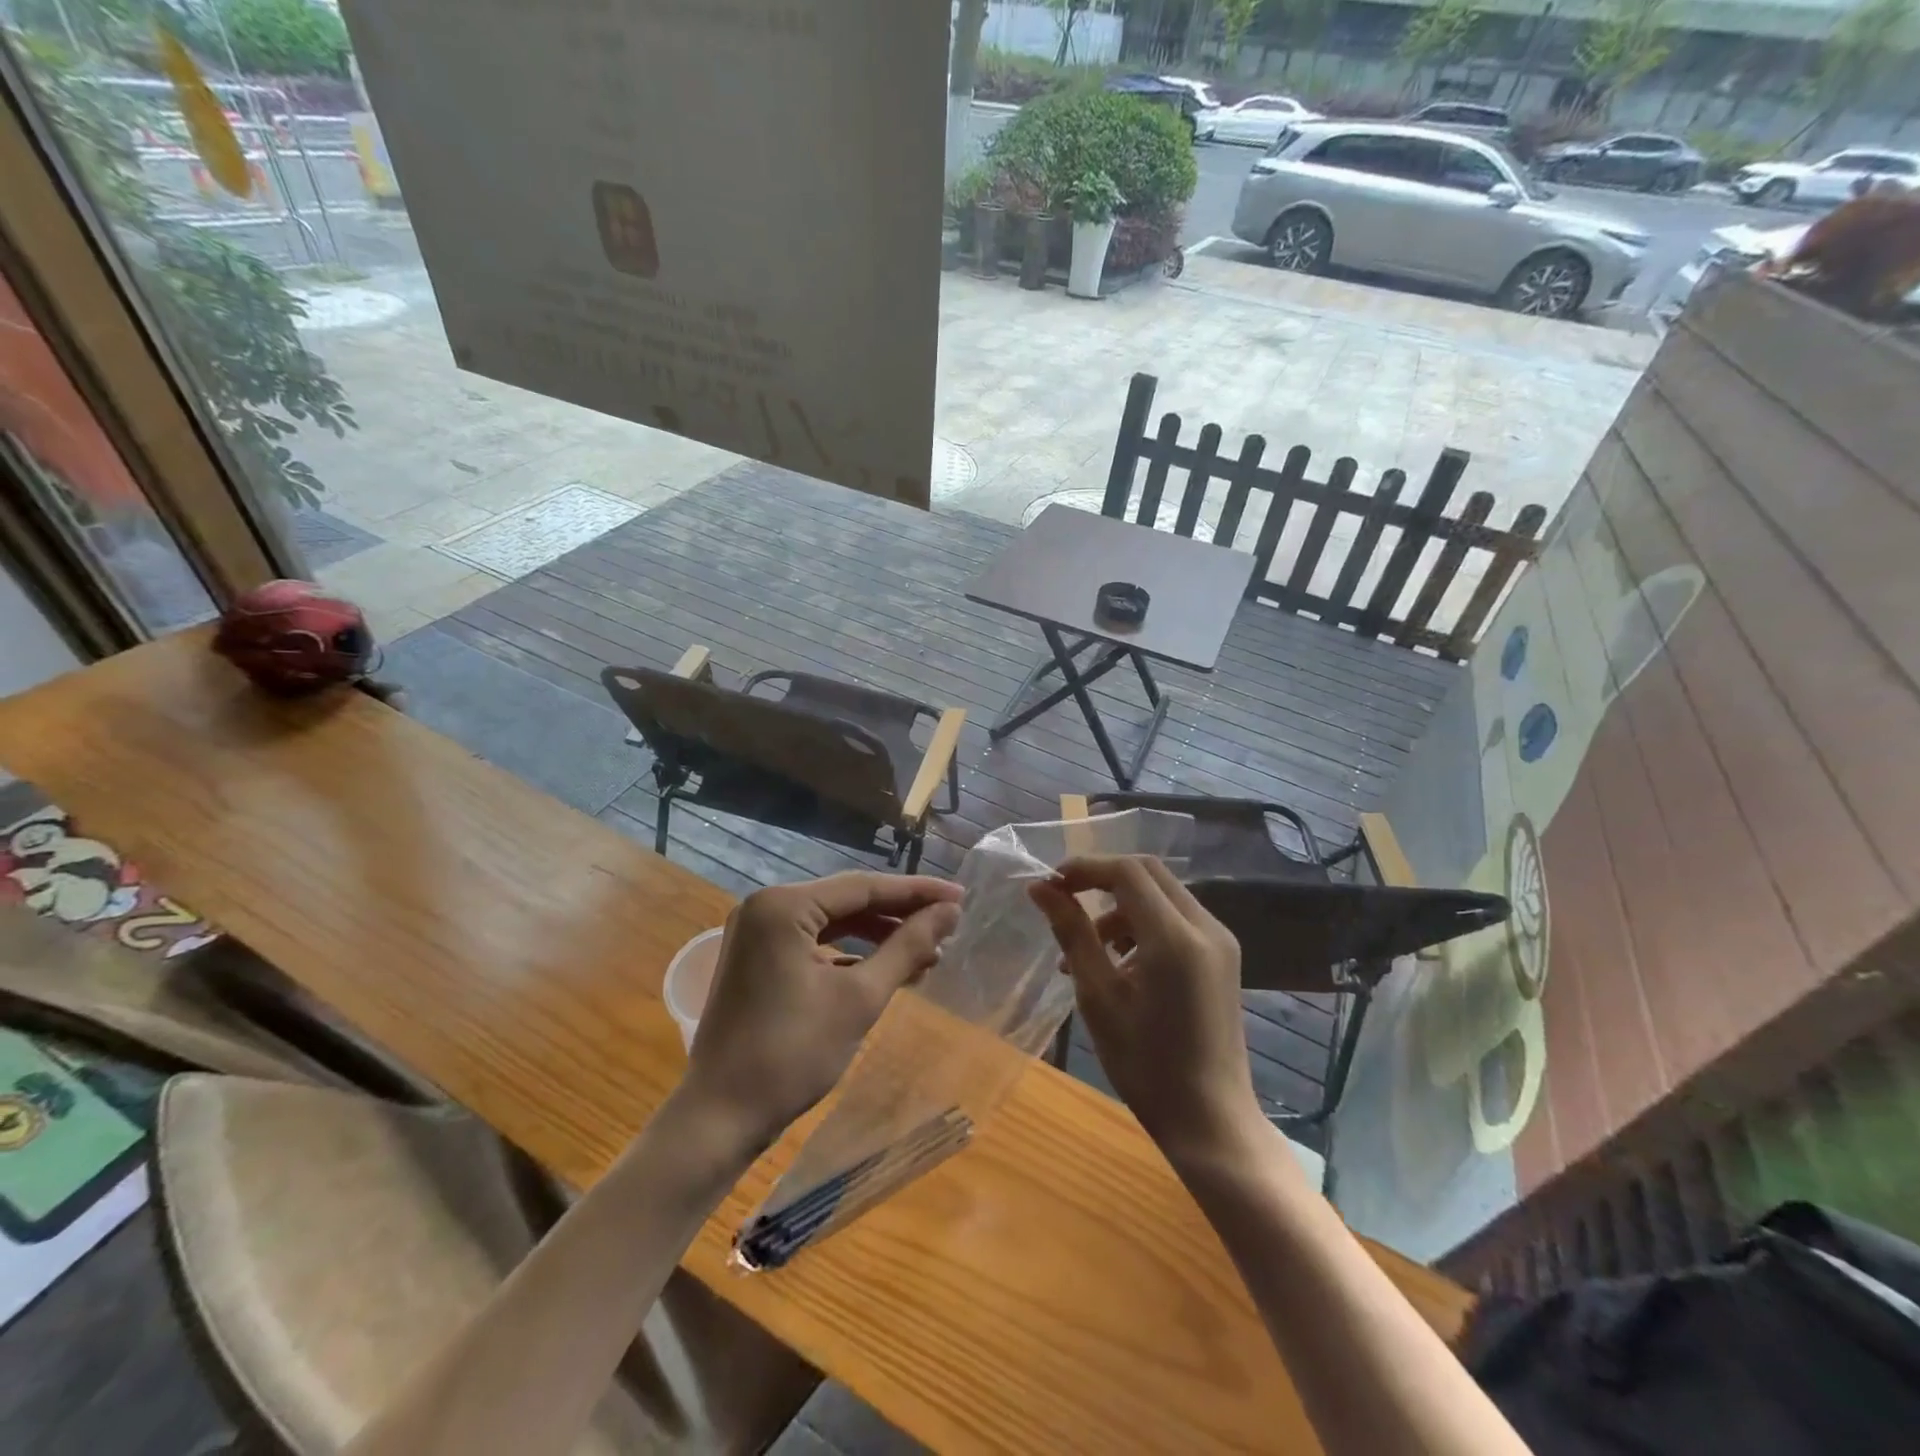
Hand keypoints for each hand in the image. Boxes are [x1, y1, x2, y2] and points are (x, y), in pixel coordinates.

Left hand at [683, 872, 962, 1150]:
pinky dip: (850, 954)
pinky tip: (887, 969)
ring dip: (878, 936)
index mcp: (784, 905)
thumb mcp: (860, 998)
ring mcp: (757, 933)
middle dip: (899, 915)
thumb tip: (950, 912)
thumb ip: (906, 947)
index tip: (961, 896)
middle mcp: (765, 906)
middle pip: (847, 901)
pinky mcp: (756, 958)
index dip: (917, 892)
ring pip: (832, 922)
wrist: (721, 1117)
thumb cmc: (793, 1054)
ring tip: (927, 953)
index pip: (863, 887)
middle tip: (949, 924)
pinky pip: (814, 942)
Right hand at [1030, 856, 1262, 1165]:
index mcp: (1175, 938)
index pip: (1128, 872)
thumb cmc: (1145, 1064)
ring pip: (1163, 894)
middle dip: (1103, 879)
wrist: (1210, 1119)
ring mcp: (1220, 941)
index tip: (1050, 884)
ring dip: (1121, 906)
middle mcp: (1205, 927)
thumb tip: (1040, 888)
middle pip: (1149, 873)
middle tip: (1064, 901)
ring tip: (1086, 949)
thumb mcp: (1099, 996)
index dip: (1085, 868)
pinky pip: (1177, 919)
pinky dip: (1143, 924)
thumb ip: (1072, 933)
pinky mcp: (1223, 957)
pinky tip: (1119, 962)